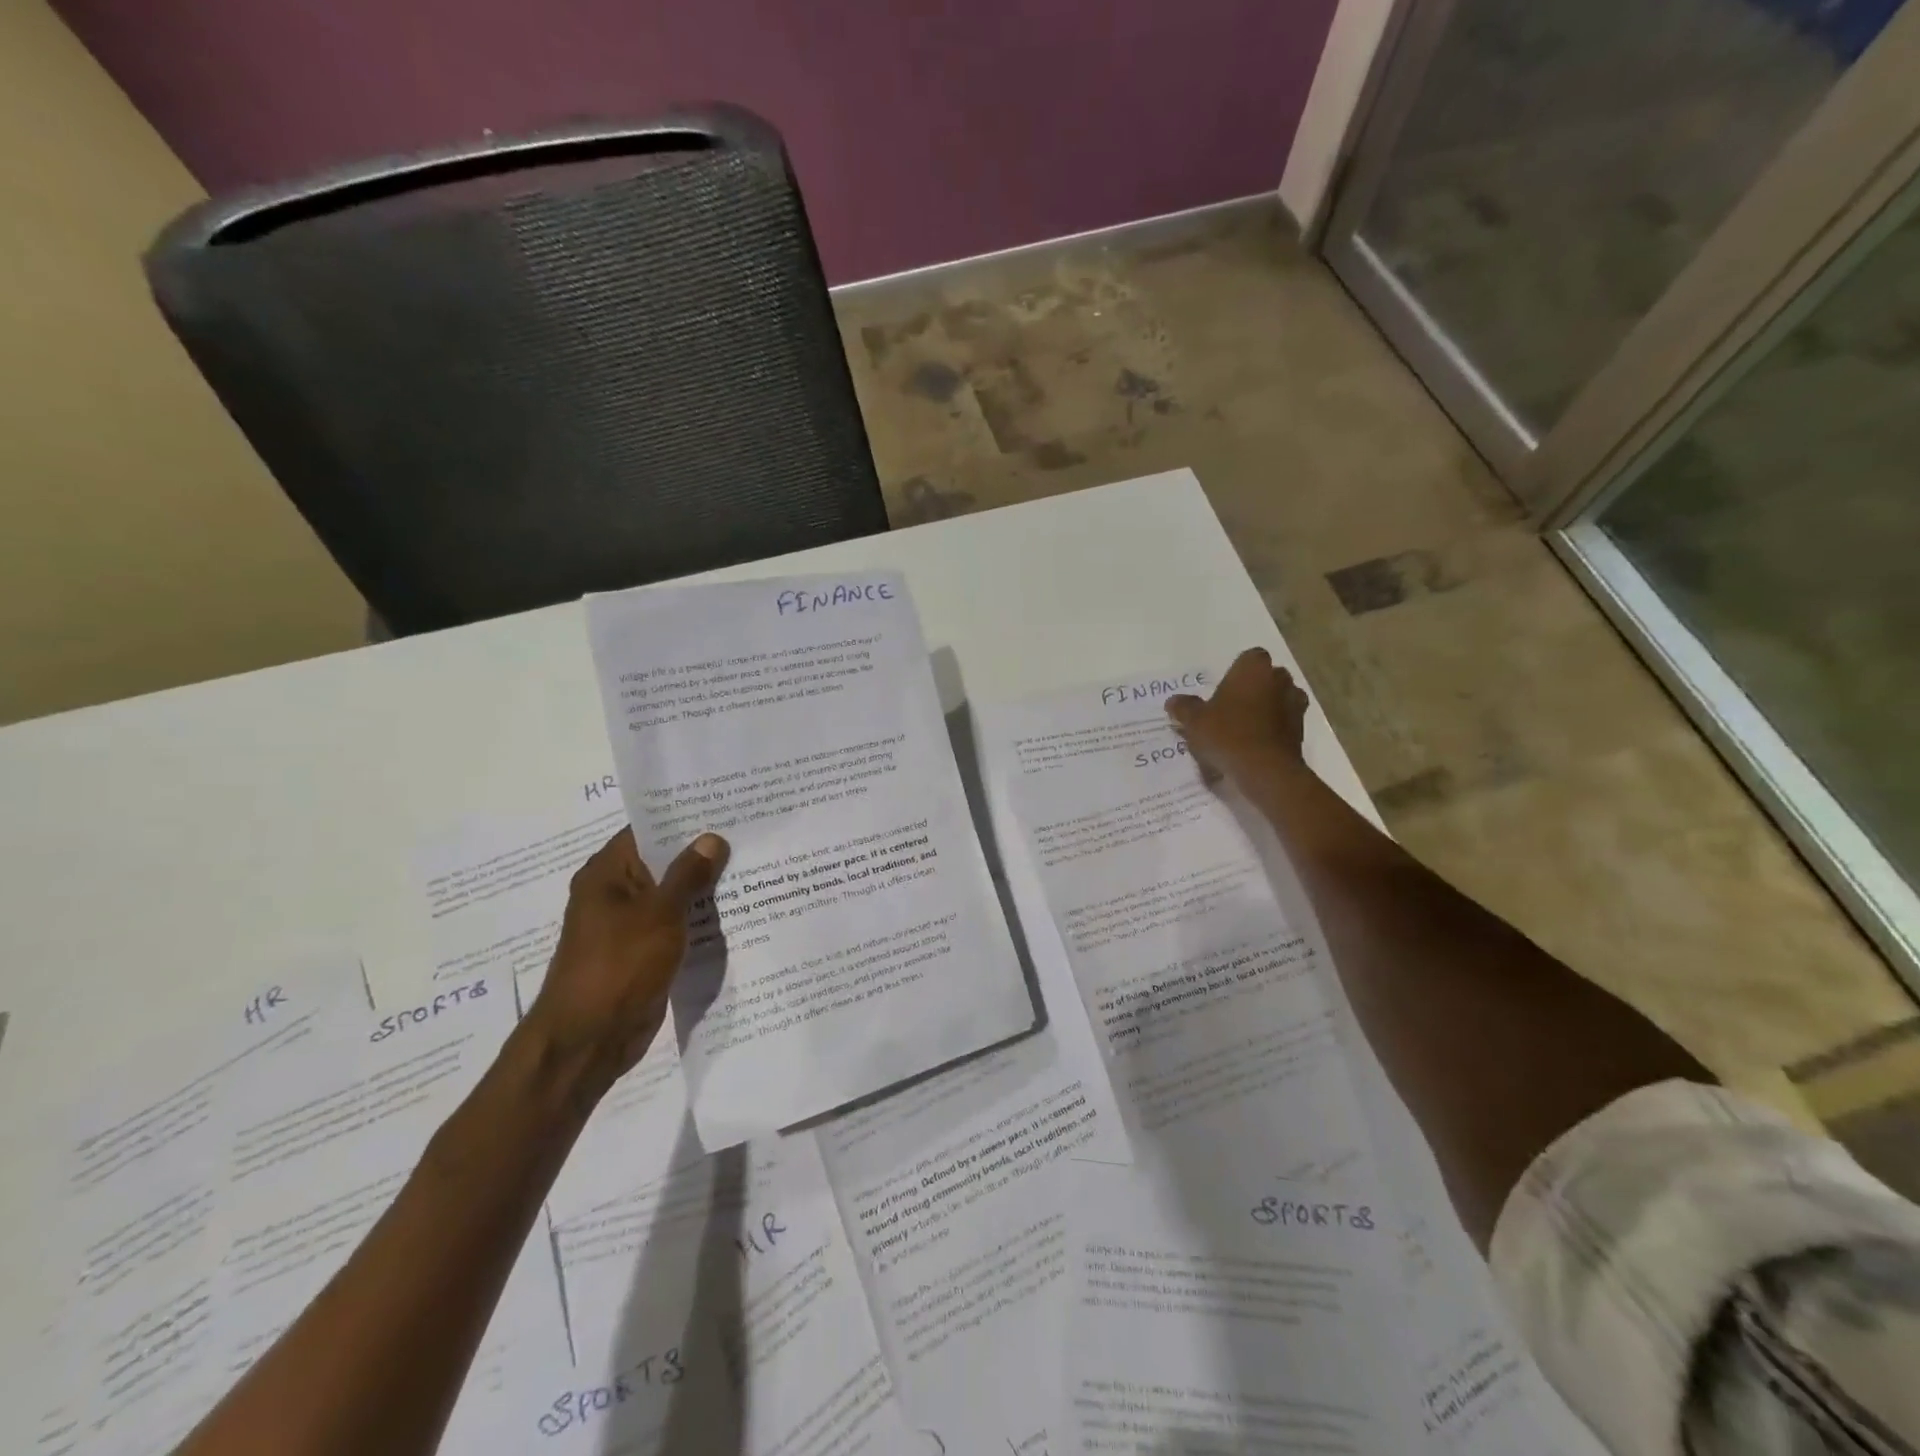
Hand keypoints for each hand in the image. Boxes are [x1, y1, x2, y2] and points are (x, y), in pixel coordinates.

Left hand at [525, 827, 728, 1086]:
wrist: (590, 1039)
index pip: (647, 830)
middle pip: (663, 862)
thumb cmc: (619, 965)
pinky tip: (737, 911)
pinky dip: (699, 919)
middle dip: (702, 853)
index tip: (724, 806)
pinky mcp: (644, 954)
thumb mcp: (659, 913)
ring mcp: (630, 926)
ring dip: (705, 888)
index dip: (683, 817)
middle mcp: (615, 894)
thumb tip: (711, 838)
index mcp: (607, 874)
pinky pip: (676, 926)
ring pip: (673, 896)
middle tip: (749, 834)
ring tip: (753, 866)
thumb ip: (687, 874)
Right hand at [1165, 647, 1310, 783]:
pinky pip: (1284, 722)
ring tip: (1244, 727)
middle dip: (1253, 689)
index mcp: (1254, 668)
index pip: (1249, 657)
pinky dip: (1274, 729)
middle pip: (1267, 677)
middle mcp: (1279, 680)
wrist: (1265, 770)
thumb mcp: (1194, 721)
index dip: (1237, 672)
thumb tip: (1174, 701)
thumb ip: (1184, 708)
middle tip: (1231, 708)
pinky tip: (1256, 744)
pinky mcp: (1302, 730)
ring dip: (1266, 708)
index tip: (1223, 690)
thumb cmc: (1227, 734)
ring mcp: (1295, 704)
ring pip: (1279, 699)